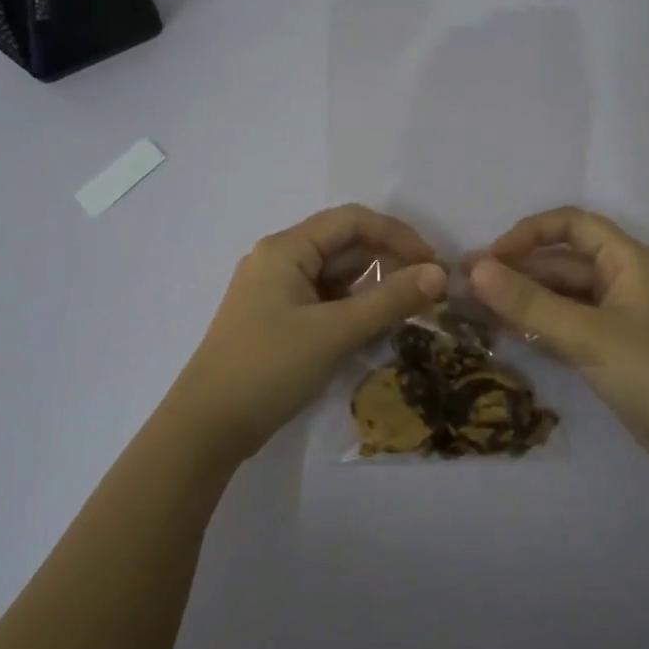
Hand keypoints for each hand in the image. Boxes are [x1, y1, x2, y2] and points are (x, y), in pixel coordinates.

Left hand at [170, 205, 446, 463]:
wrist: (208, 427)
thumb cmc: (269, 368)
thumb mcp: (335, 332)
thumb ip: (390, 300)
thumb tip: (440, 274)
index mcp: (286, 249)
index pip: (352, 221)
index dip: (397, 235)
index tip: (433, 264)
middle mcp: (280, 260)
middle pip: (345, 246)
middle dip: (390, 262)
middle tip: (429, 292)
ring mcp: (278, 292)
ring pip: (338, 276)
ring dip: (375, 288)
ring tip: (411, 311)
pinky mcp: (279, 320)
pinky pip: (326, 301)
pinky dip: (355, 309)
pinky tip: (379, 328)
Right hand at [469, 207, 648, 474]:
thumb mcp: (587, 334)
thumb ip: (529, 303)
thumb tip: (475, 269)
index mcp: (626, 260)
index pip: (571, 225)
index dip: (528, 234)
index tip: (491, 258)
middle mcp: (620, 280)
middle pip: (560, 262)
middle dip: (515, 270)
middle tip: (464, 286)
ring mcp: (614, 317)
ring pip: (559, 296)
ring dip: (521, 300)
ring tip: (473, 310)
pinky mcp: (609, 349)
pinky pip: (565, 325)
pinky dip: (536, 326)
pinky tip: (503, 333)